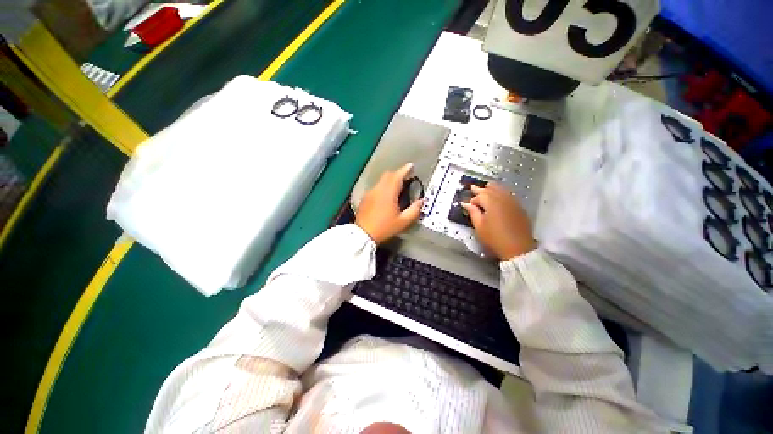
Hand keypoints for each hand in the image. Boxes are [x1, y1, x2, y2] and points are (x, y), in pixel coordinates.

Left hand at [356, 163, 423, 243]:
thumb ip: (414, 210)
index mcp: (388, 193)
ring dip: (390, 180)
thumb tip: (422, 201)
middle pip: (388, 175)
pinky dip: (383, 186)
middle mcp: (378, 189)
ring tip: (397, 187)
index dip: (405, 169)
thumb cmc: (385, 228)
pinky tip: (386, 196)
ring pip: (381, 180)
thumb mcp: (403, 221)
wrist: (363, 234)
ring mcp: (370, 193)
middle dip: (397, 173)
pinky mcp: (365, 198)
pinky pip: (376, 187)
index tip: (411, 166)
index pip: (397, 176)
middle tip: (405, 177)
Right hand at [461, 183, 535, 259]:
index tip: (468, 205)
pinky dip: (502, 192)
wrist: (518, 248)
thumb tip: (466, 204)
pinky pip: (509, 195)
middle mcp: (502, 199)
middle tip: (473, 188)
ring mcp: (513, 202)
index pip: (479, 196)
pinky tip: (499, 196)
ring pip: (501, 190)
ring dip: (492, 188)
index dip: (473, 200)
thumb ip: (473, 213)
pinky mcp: (519, 207)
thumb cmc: (495, 238)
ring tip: (486, 187)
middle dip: (481, 189)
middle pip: (491, 189)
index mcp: (491, 202)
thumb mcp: (479, 227)